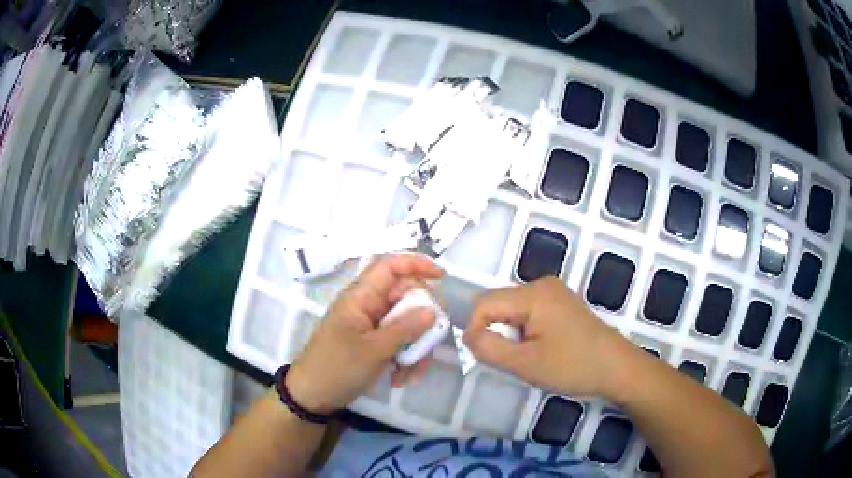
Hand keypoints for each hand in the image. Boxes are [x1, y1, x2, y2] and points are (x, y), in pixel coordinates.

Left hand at [286, 254, 443, 413]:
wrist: (312, 395)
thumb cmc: (336, 367)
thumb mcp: (374, 350)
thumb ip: (405, 329)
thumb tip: (433, 310)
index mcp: (361, 297)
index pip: (390, 266)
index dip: (416, 264)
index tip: (442, 277)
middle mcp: (368, 306)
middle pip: (406, 298)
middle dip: (422, 323)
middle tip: (431, 344)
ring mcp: (372, 326)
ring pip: (407, 324)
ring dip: (415, 348)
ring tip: (410, 373)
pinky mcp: (374, 343)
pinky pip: (399, 342)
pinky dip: (406, 359)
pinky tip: (401, 378)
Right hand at [463, 277, 627, 397]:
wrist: (617, 368)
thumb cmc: (573, 366)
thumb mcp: (525, 363)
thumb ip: (489, 348)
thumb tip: (468, 336)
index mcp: (533, 294)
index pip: (484, 303)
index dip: (475, 329)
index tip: (482, 356)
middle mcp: (542, 285)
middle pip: (498, 303)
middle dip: (494, 331)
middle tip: (509, 358)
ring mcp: (554, 292)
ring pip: (512, 309)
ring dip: (508, 332)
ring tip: (526, 356)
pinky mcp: (561, 303)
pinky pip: (528, 311)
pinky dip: (523, 330)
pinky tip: (538, 349)